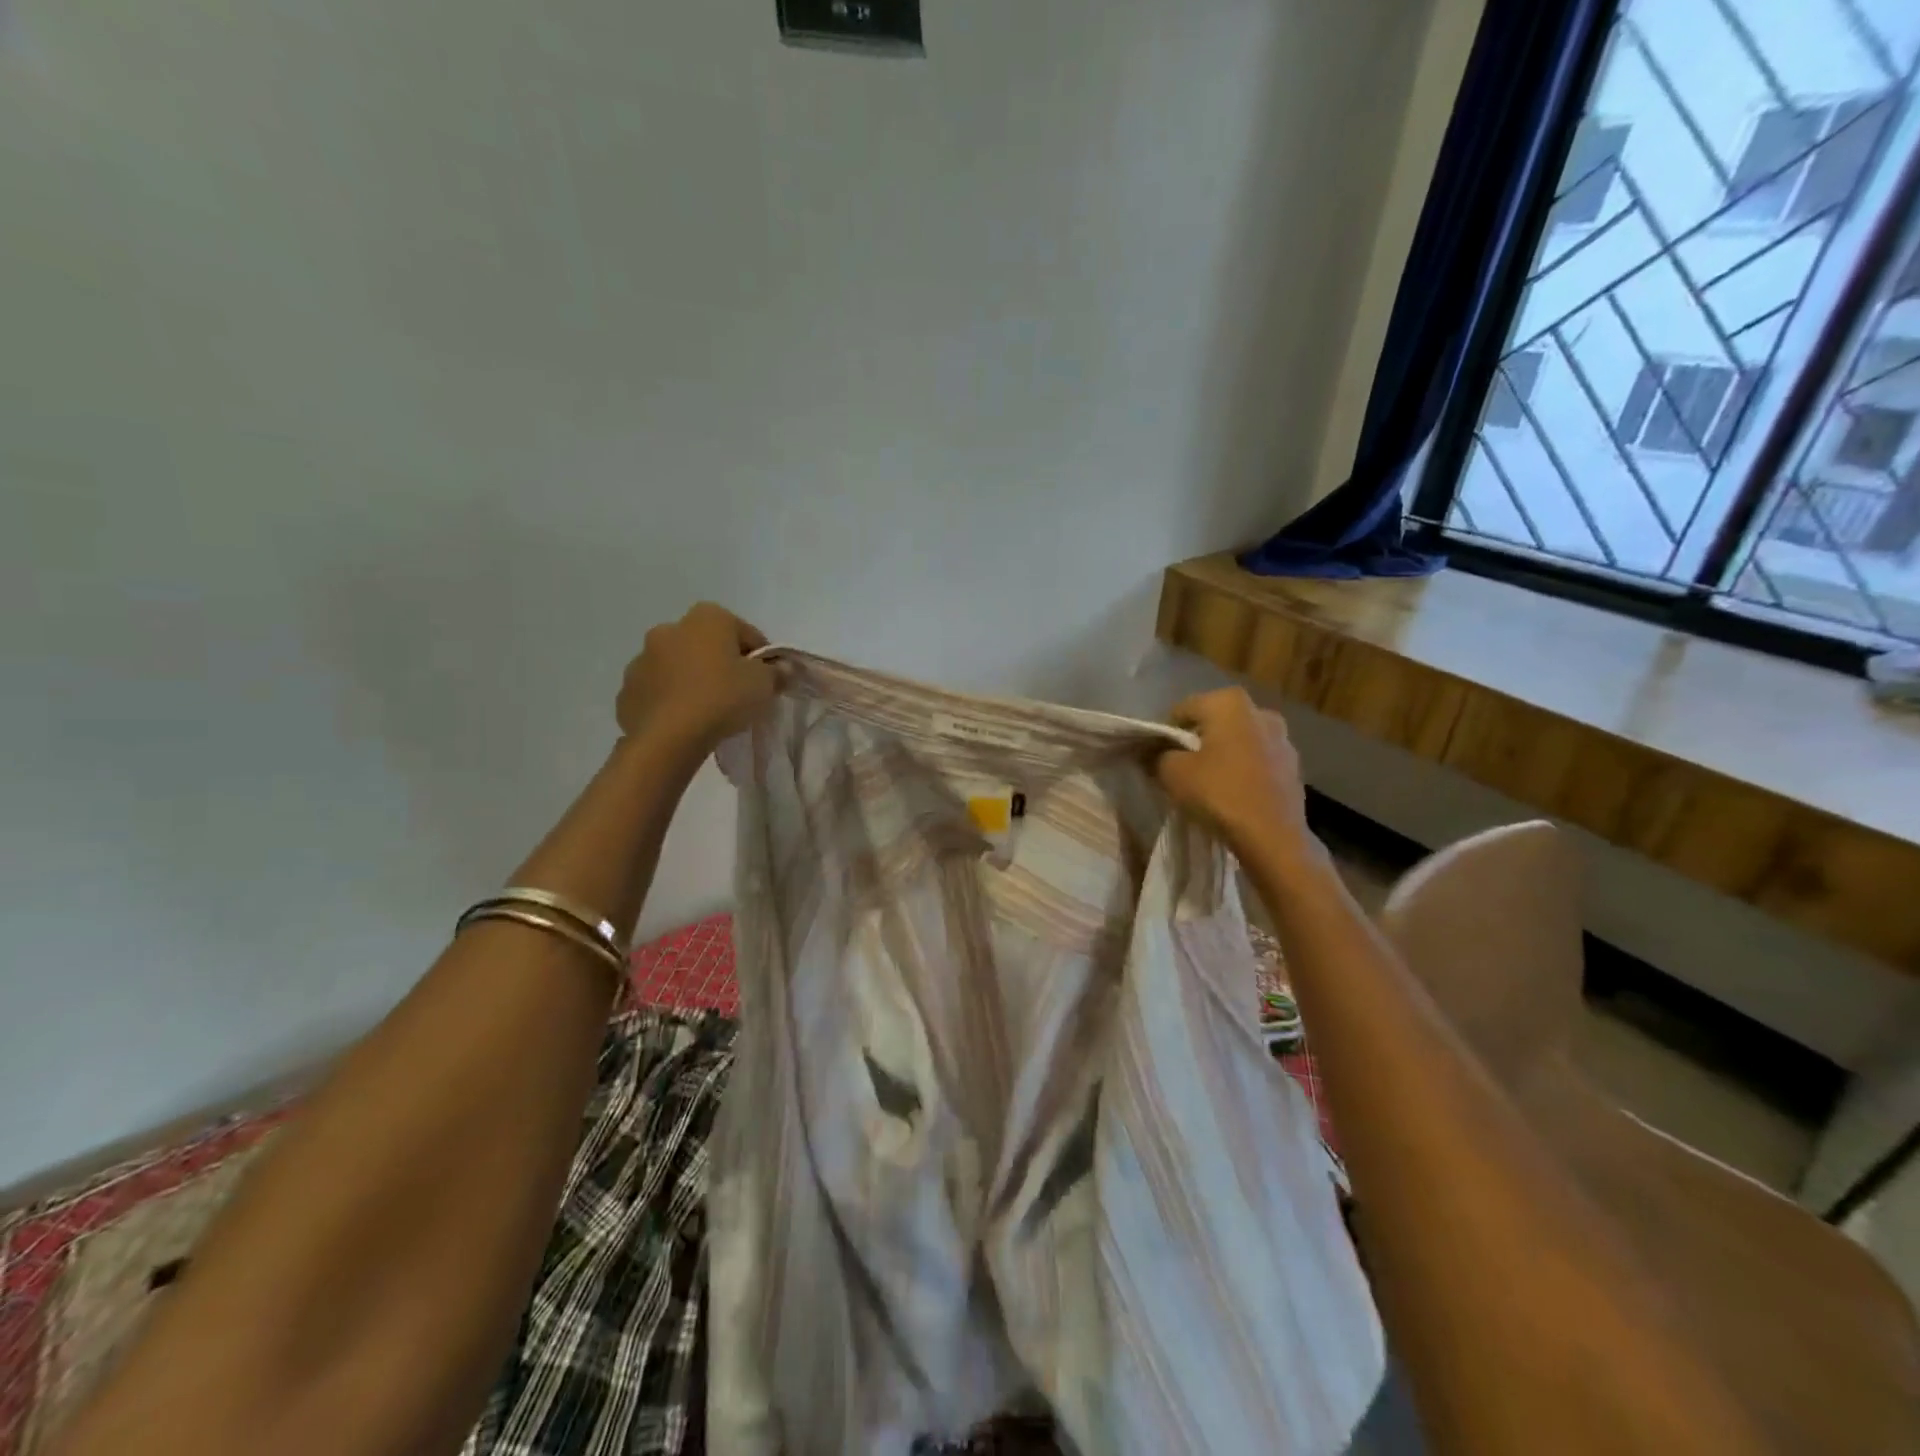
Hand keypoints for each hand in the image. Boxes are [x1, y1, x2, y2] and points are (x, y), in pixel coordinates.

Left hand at [616, 603, 778, 755]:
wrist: (668, 737)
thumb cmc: (722, 698)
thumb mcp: (764, 684)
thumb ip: (775, 672)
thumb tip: (778, 669)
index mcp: (707, 618)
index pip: (745, 633)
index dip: (760, 658)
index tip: (765, 681)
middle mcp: (669, 628)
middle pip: (706, 645)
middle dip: (720, 664)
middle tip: (736, 694)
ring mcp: (641, 659)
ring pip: (677, 667)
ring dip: (691, 680)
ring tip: (707, 711)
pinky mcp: (626, 690)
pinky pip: (656, 691)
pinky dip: (669, 700)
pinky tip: (683, 721)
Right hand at [1156, 688, 1315, 864]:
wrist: (1272, 838)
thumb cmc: (1219, 794)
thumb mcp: (1172, 773)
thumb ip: (1158, 755)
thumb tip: (1154, 753)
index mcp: (1229, 703)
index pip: (1183, 710)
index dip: (1166, 733)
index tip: (1158, 757)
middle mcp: (1260, 712)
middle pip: (1214, 722)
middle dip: (1196, 741)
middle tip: (1181, 768)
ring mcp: (1282, 739)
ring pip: (1238, 741)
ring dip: (1222, 754)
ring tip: (1208, 782)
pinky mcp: (1293, 766)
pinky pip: (1257, 761)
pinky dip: (1243, 770)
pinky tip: (1233, 793)